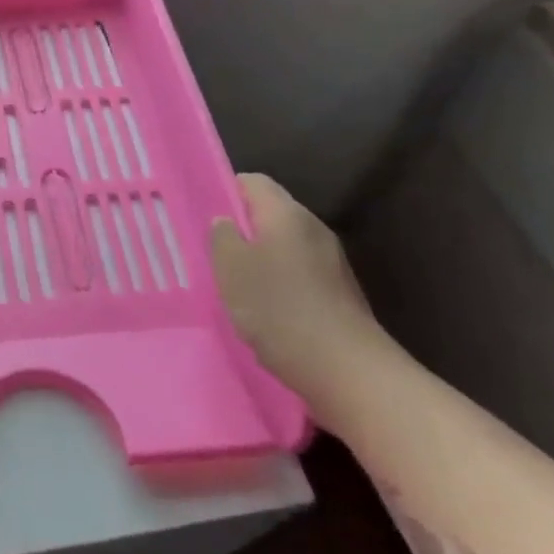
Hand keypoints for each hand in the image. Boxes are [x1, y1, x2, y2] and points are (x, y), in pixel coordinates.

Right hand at [210, 173, 388, 406]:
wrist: (349, 372)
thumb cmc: (279, 309)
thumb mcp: (231, 268)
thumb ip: (222, 236)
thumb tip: (226, 222)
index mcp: (286, 214)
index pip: (252, 182)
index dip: (224, 191)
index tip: (204, 216)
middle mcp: (313, 229)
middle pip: (270, 214)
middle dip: (241, 230)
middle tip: (213, 253)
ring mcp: (331, 262)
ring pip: (284, 246)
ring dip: (259, 261)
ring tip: (234, 286)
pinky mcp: (339, 294)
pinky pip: (299, 274)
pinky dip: (279, 285)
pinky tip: (265, 312)